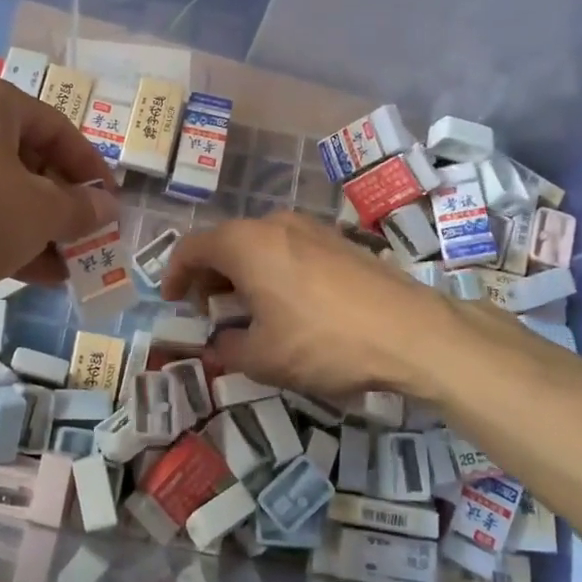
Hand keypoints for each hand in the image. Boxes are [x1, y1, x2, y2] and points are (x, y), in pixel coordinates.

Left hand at [0, 75, 118, 295]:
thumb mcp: (37, 211)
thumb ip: (79, 208)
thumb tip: (107, 208)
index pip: (60, 130)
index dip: (92, 171)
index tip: (110, 207)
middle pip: (29, 161)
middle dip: (62, 207)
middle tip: (85, 241)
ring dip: (36, 228)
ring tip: (63, 268)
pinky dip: (1, 236)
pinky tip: (28, 273)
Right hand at [159, 213, 461, 399]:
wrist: (410, 331)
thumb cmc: (323, 341)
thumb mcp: (263, 358)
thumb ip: (228, 348)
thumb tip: (219, 344)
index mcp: (245, 244)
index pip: (192, 247)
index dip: (174, 273)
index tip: (171, 300)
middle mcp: (275, 224)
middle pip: (226, 241)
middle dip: (209, 275)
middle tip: (206, 308)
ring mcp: (311, 228)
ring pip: (260, 243)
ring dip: (242, 272)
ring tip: (246, 309)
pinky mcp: (340, 240)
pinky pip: (289, 248)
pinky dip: (273, 270)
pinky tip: (287, 303)